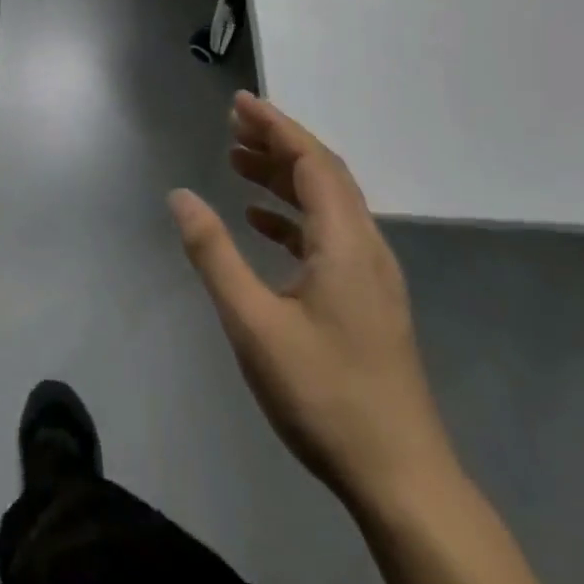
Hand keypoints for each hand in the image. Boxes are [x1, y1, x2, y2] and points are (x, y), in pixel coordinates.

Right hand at [169, 93, 455, 510]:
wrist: (402, 480)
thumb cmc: (324, 394)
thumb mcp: (253, 322)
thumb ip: (214, 253)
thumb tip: (180, 195)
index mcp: (345, 242)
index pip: (311, 161)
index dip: (275, 126)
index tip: (239, 102)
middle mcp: (366, 247)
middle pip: (324, 174)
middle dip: (278, 142)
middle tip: (232, 125)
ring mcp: (372, 276)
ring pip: (328, 203)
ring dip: (284, 176)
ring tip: (238, 163)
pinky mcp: (368, 300)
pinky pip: (330, 233)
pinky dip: (294, 214)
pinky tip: (261, 223)